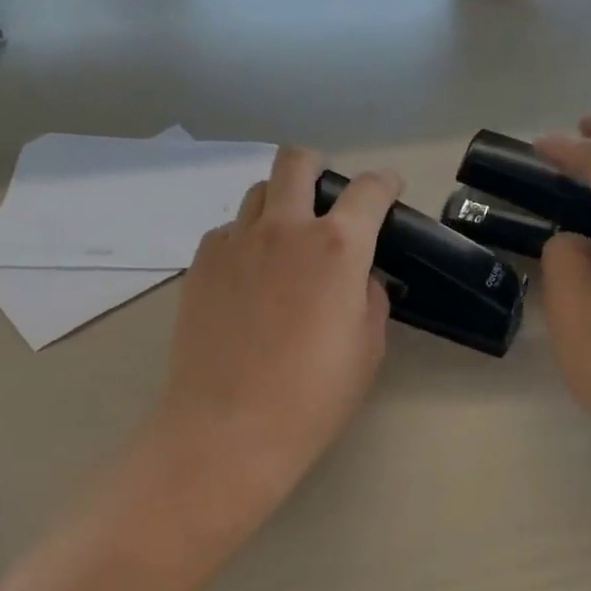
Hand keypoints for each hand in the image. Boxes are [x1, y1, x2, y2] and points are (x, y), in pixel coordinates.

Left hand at [150, 146, 401, 509]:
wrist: (229, 427)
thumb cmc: (313, 397)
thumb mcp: (367, 349)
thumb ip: (370, 298)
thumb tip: (358, 278)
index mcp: (337, 247)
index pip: (368, 190)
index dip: (385, 184)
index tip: (389, 191)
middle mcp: (285, 229)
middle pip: (297, 162)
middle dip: (319, 168)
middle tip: (328, 200)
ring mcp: (235, 242)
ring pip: (258, 192)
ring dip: (280, 203)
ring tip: (286, 240)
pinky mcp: (201, 264)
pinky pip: (228, 231)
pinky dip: (246, 239)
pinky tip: (250, 276)